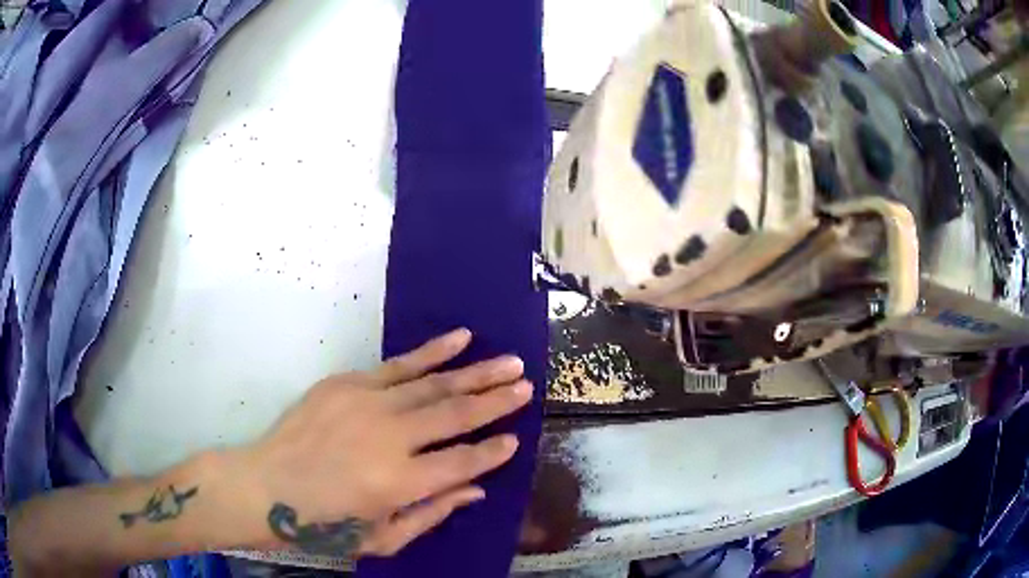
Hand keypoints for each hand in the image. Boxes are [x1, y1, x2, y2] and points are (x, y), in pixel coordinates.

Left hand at [240, 328, 531, 557]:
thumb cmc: (325, 525)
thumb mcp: (383, 538)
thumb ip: (433, 513)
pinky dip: (433, 351)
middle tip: (527, 386)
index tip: (516, 439)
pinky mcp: (347, 383)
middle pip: (455, 415)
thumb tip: (477, 488)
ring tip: (510, 362)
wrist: (266, 487)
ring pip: (434, 384)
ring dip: (476, 372)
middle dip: (496, 402)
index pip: (463, 463)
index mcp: (400, 483)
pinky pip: (399, 364)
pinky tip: (461, 338)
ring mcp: (367, 404)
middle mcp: (390, 438)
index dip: (492, 452)